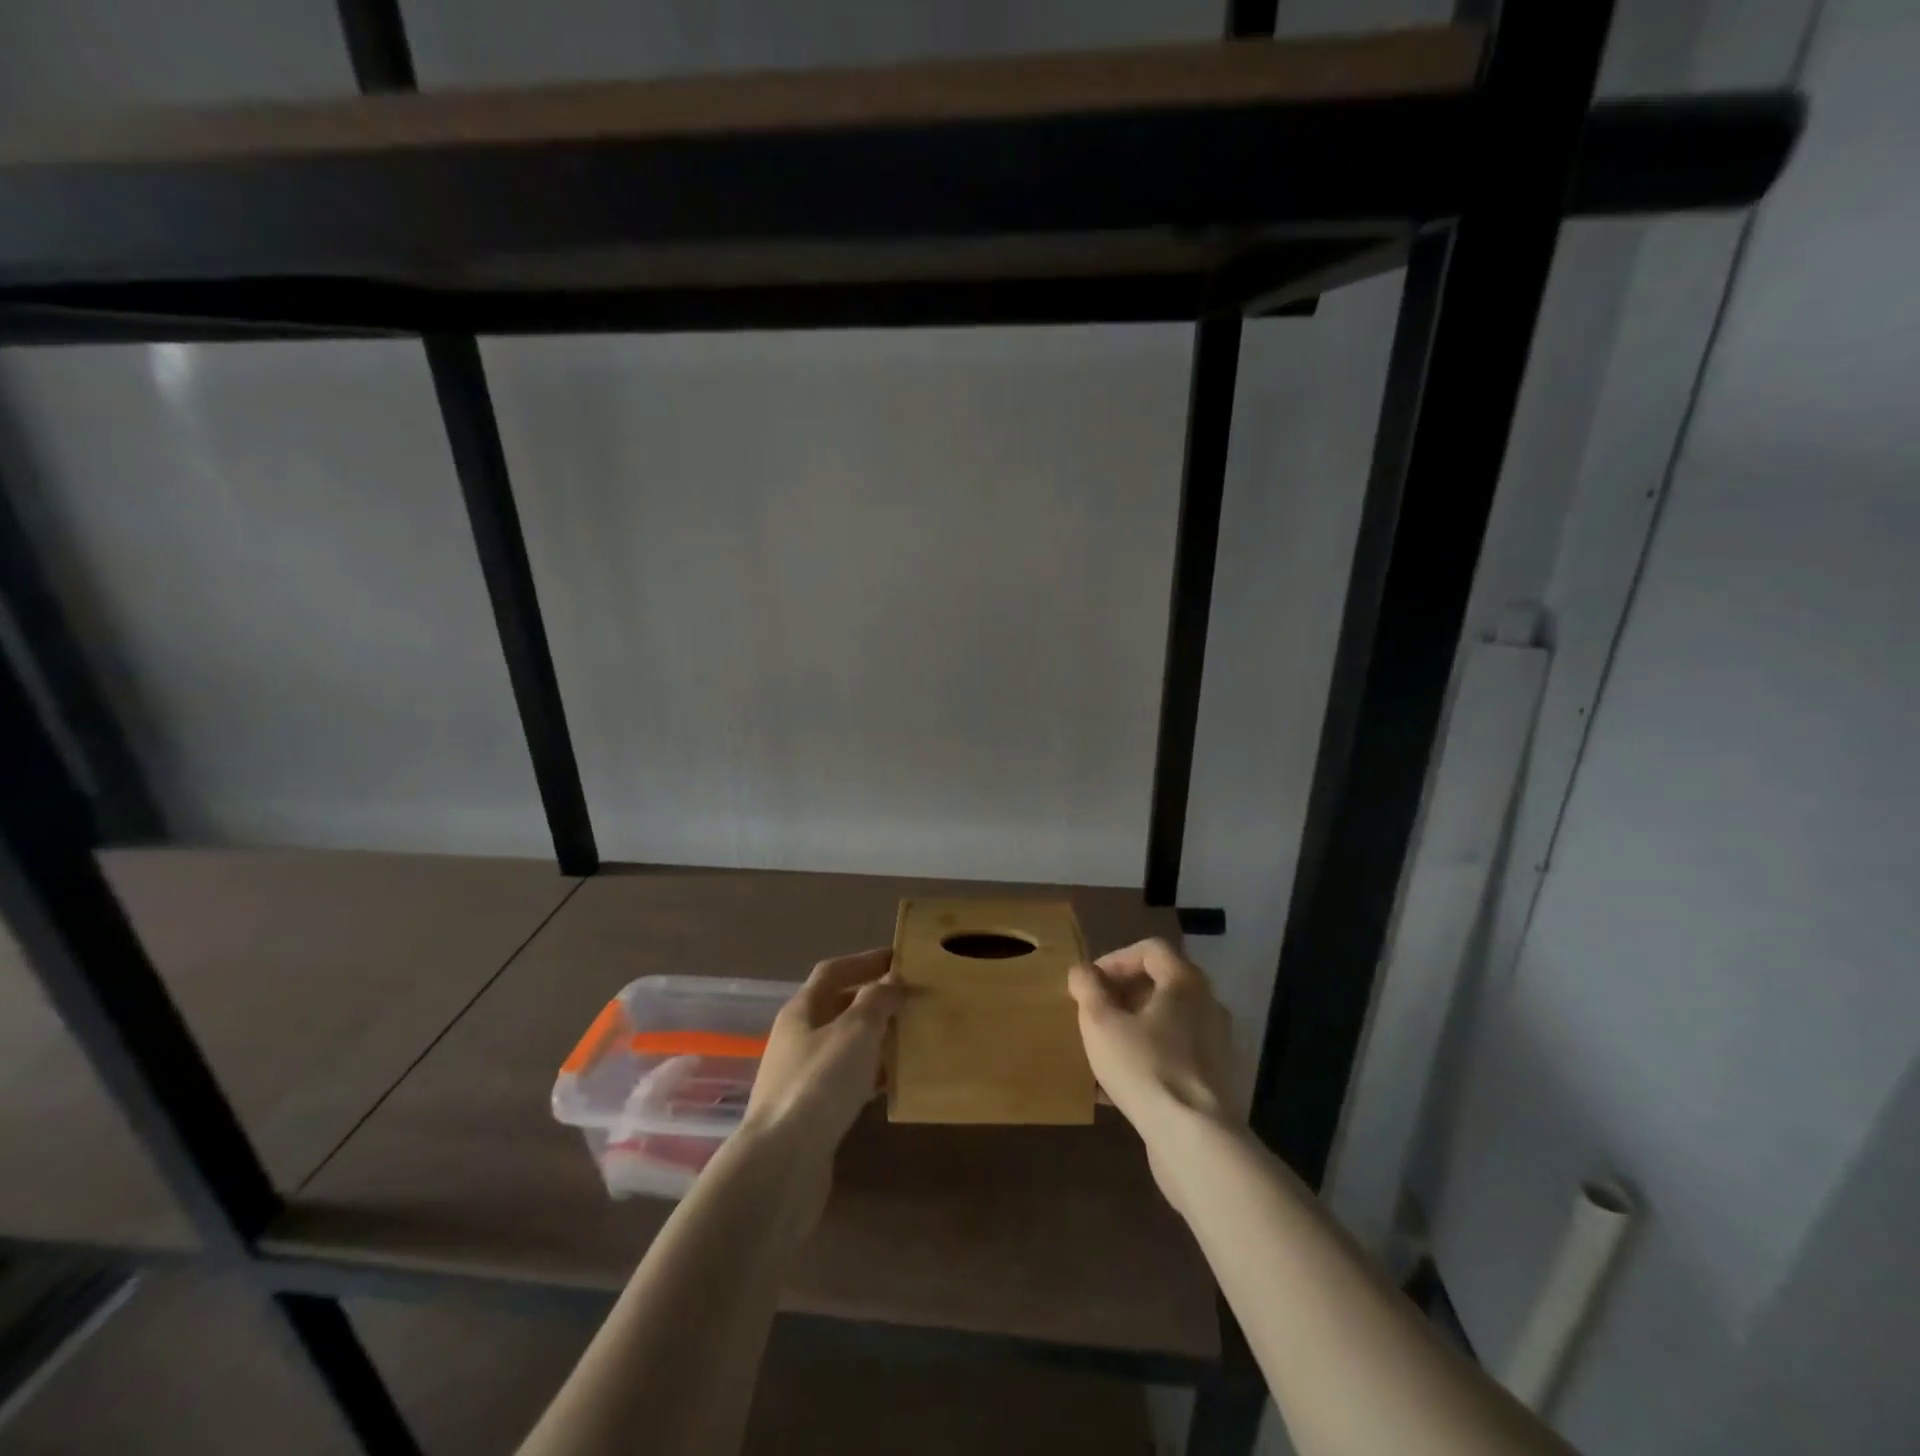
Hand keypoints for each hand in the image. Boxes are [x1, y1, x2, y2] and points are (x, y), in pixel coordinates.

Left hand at [742, 948, 901, 1164]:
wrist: (782, 1163)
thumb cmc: (820, 1083)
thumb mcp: (855, 1030)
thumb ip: (877, 1000)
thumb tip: (893, 980)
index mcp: (801, 1010)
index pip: (833, 971)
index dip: (865, 961)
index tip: (899, 959)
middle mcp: (796, 1038)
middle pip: (837, 1007)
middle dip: (873, 1000)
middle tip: (912, 1000)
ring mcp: (800, 1077)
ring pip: (844, 1045)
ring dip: (875, 1038)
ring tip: (911, 1037)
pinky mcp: (810, 1112)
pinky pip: (846, 1080)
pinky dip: (870, 1074)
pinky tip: (894, 1083)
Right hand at [1068, 938, 1239, 1158]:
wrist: (1196, 1140)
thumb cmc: (1145, 1067)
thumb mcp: (1101, 1022)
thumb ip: (1088, 988)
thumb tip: (1082, 971)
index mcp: (1185, 982)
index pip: (1151, 950)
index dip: (1116, 959)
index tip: (1091, 983)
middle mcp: (1209, 1005)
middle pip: (1162, 985)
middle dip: (1123, 995)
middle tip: (1095, 1013)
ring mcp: (1217, 1045)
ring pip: (1168, 1023)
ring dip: (1134, 1028)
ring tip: (1103, 1049)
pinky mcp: (1216, 1081)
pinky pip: (1176, 1056)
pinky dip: (1149, 1058)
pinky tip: (1119, 1087)